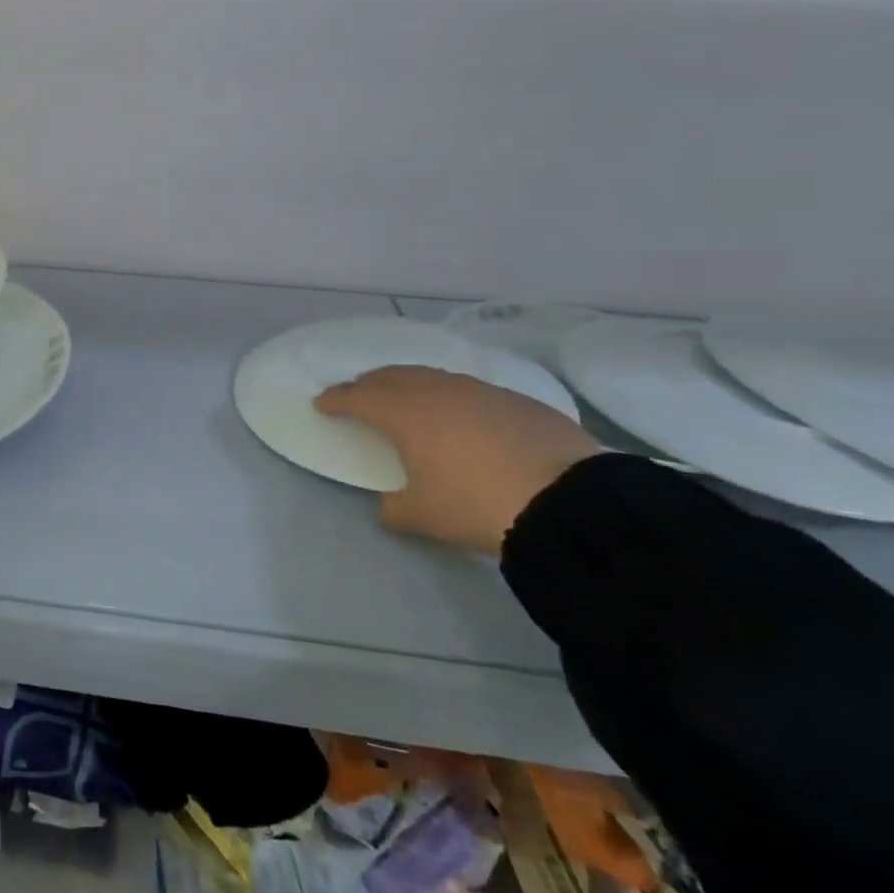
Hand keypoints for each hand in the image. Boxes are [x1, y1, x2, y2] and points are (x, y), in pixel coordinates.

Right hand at [313, 367, 601, 555]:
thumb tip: (389, 505)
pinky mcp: (518, 401)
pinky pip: (470, 390)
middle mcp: (436, 391)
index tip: (322, 403)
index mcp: (403, 413)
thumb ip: (394, 507)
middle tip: (359, 394)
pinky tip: (462, 416)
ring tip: (408, 399)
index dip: (336, 399)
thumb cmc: (478, 504)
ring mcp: (480, 391)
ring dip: (411, 385)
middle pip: (392, 376)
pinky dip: (452, 397)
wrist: (571, 503)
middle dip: (370, 383)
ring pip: (433, 377)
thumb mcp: (423, 516)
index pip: (357, 397)